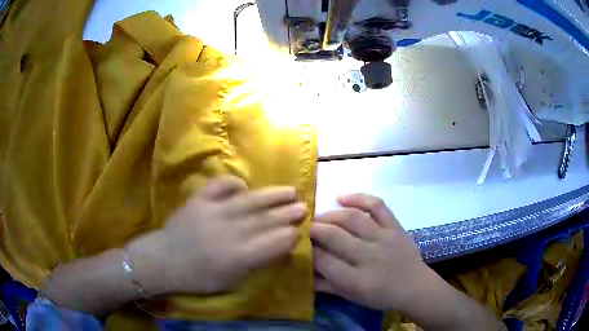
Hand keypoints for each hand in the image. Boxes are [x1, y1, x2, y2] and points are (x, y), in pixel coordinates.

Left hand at [129, 176, 306, 295]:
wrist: (164, 261)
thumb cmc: (199, 277)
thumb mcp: (231, 280)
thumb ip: (255, 263)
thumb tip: (277, 246)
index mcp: (237, 257)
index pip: (273, 243)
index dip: (290, 235)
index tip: (300, 230)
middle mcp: (229, 232)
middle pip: (265, 220)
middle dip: (287, 213)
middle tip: (303, 206)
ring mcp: (213, 212)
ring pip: (249, 201)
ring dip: (272, 196)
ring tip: (290, 190)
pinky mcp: (199, 200)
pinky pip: (220, 186)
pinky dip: (233, 183)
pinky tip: (244, 186)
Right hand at [311, 194, 429, 311]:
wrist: (415, 287)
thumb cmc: (381, 296)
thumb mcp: (352, 296)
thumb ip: (326, 285)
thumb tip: (304, 273)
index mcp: (356, 280)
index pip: (324, 261)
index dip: (308, 251)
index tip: (300, 245)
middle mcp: (369, 256)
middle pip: (334, 236)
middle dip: (314, 230)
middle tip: (303, 228)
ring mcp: (384, 237)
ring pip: (352, 218)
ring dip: (330, 215)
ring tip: (318, 217)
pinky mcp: (395, 226)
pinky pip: (377, 205)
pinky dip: (358, 197)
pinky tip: (341, 198)